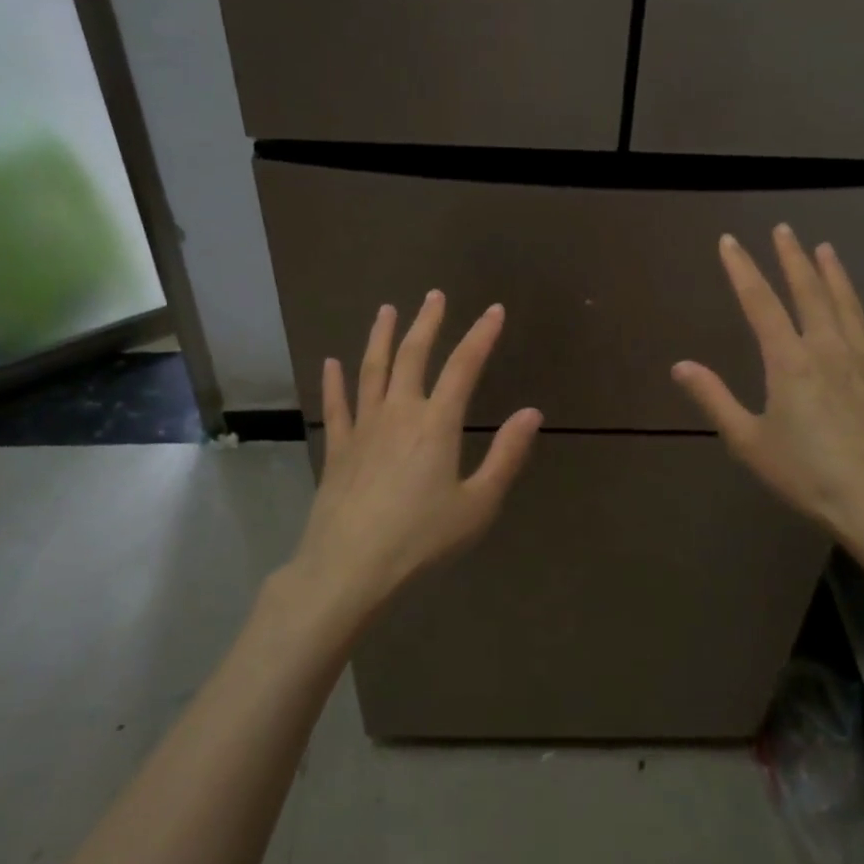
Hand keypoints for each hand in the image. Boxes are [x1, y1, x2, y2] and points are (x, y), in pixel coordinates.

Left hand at [292, 290, 541, 616]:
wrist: (348, 569)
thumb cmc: (420, 540)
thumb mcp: (477, 505)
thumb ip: (506, 456)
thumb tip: (532, 412)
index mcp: (436, 424)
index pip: (464, 367)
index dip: (481, 335)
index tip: (494, 310)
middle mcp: (399, 413)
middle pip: (413, 355)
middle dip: (427, 322)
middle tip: (434, 294)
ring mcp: (363, 428)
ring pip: (372, 370)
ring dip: (381, 337)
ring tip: (386, 310)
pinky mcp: (338, 448)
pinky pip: (336, 406)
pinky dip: (334, 382)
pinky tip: (331, 362)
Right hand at [671, 226, 863, 588]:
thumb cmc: (807, 475)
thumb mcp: (749, 442)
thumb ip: (715, 399)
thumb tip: (681, 366)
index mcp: (789, 361)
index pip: (759, 303)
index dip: (742, 269)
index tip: (730, 241)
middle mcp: (827, 349)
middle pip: (808, 292)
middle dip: (792, 258)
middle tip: (784, 229)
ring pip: (849, 306)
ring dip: (835, 275)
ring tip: (825, 249)